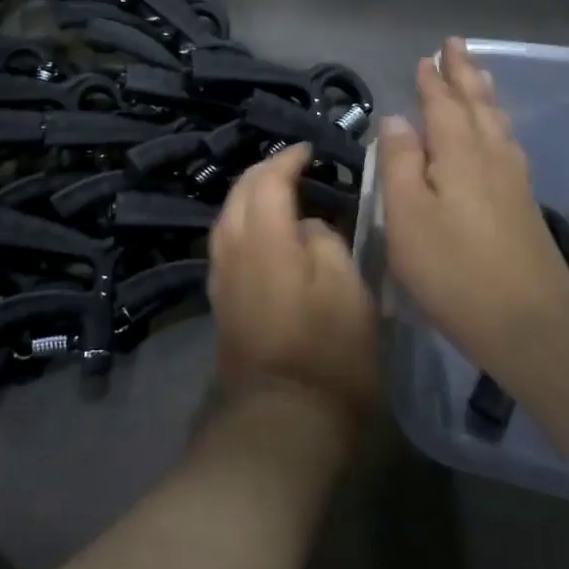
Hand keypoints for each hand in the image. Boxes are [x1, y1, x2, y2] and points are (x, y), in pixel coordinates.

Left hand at [208, 143, 378, 418]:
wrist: (282, 418)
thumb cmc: (327, 351)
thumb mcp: (348, 288)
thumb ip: (326, 241)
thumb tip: (308, 226)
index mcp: (264, 236)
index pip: (268, 179)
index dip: (288, 159)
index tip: (310, 151)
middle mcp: (232, 247)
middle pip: (240, 192)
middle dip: (264, 171)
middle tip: (295, 166)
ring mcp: (221, 274)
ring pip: (228, 216)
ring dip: (251, 196)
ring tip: (280, 193)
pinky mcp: (220, 299)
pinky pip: (227, 241)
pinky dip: (245, 223)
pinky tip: (265, 233)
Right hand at [378, 38, 568, 364]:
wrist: (528, 322)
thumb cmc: (452, 268)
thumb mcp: (406, 216)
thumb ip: (400, 163)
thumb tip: (397, 120)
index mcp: (459, 154)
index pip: (444, 104)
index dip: (434, 81)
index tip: (428, 56)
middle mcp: (491, 156)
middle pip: (478, 104)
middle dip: (465, 74)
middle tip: (457, 46)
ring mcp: (513, 180)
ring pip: (497, 122)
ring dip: (484, 93)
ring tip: (478, 75)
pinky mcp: (524, 203)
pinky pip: (507, 142)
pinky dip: (497, 122)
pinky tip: (497, 132)